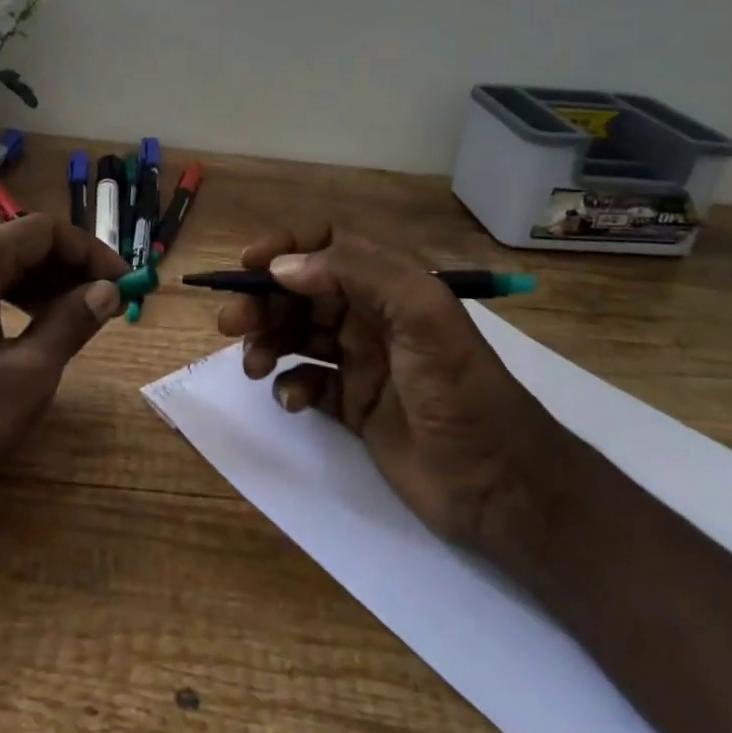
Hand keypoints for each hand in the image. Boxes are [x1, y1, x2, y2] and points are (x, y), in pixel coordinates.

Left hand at [0, 215, 127, 515]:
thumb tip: (107, 291)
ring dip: (40, 287)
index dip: (92, 253)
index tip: (125, 283)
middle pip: (19, 245)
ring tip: (74, 319)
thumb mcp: (26, 374)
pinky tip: (25, 333)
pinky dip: (8, 302)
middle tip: (106, 304)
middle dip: (68, 270)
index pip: (46, 231)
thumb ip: (71, 323)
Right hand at [218, 226, 572, 554]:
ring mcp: (362, 362)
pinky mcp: (353, 406)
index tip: (248, 267)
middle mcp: (372, 316)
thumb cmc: (461, 391)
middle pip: (302, 292)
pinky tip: (293, 400)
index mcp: (391, 286)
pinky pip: (307, 382)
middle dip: (263, 301)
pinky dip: (291, 385)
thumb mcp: (423, 317)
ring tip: (253, 364)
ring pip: (297, 335)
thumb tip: (282, 267)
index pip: (329, 246)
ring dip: (268, 342)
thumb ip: (357, 274)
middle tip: (232, 323)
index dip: (286, 248)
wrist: (499, 486)